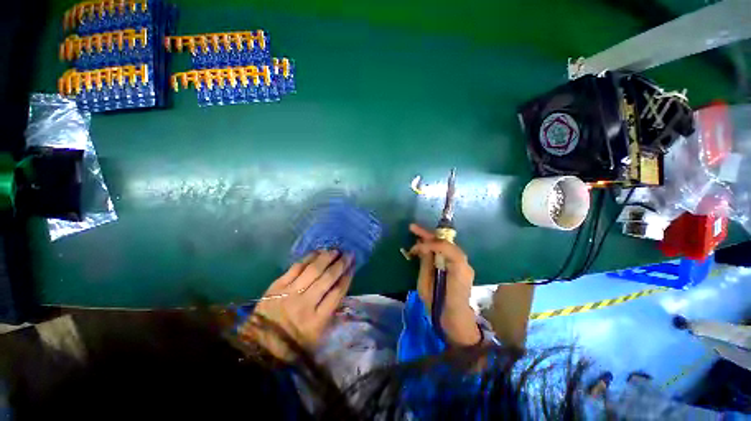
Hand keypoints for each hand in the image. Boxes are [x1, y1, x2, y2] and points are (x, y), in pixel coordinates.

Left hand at [240, 250, 353, 360]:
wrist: (257, 347)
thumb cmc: (291, 345)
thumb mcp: (317, 337)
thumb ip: (331, 314)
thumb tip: (341, 290)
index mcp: (317, 320)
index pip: (338, 292)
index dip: (348, 276)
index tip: (353, 266)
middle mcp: (305, 304)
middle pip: (328, 278)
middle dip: (341, 263)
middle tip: (348, 254)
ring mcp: (290, 293)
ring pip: (313, 269)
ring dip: (327, 257)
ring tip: (335, 250)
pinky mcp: (277, 286)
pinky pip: (296, 267)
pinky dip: (309, 257)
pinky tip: (318, 252)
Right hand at [409, 223, 480, 345]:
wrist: (456, 322)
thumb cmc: (439, 307)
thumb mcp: (427, 286)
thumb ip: (426, 264)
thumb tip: (422, 248)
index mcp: (458, 269)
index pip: (444, 246)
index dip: (428, 244)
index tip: (414, 249)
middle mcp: (463, 263)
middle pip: (446, 242)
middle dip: (428, 235)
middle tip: (412, 228)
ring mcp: (463, 265)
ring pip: (446, 245)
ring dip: (431, 240)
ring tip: (416, 234)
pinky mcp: (459, 268)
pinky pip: (446, 252)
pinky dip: (434, 248)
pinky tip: (424, 246)